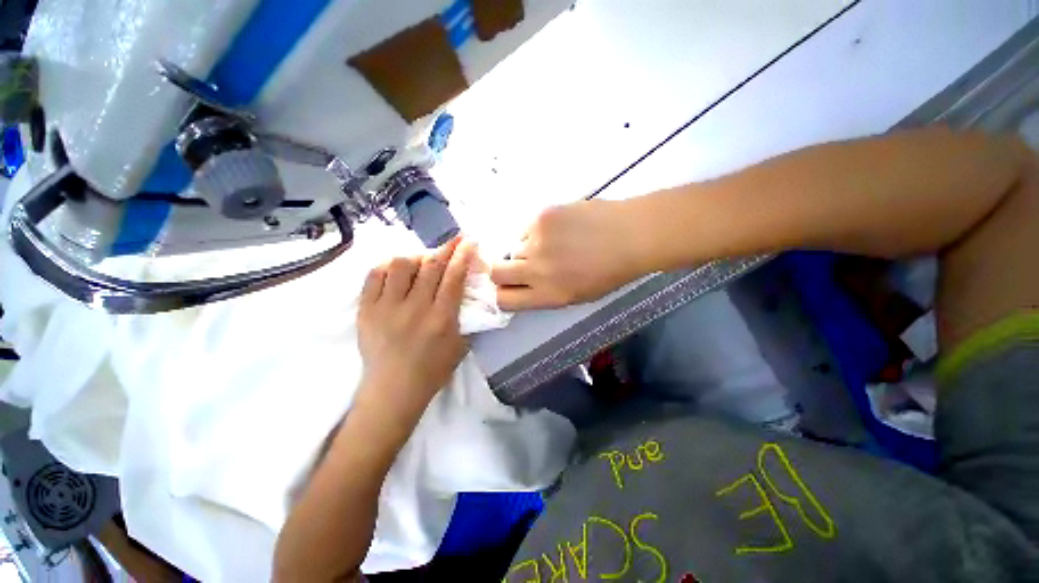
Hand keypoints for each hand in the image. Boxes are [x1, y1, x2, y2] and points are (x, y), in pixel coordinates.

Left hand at [356, 238, 474, 423]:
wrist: (393, 390)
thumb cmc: (433, 370)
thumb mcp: (461, 345)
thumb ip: (466, 316)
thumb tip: (467, 289)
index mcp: (441, 319)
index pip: (454, 277)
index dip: (463, 255)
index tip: (469, 241)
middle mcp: (414, 308)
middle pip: (431, 266)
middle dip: (446, 247)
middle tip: (455, 240)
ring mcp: (386, 308)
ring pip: (401, 264)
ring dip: (418, 257)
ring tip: (423, 262)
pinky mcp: (366, 310)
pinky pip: (375, 275)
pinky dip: (389, 266)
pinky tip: (398, 269)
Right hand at [490, 200, 650, 309]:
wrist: (631, 235)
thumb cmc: (609, 272)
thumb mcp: (577, 295)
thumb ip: (545, 293)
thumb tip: (523, 283)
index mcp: (548, 295)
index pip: (503, 299)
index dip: (502, 294)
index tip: (508, 288)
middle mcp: (536, 270)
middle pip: (496, 272)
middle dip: (502, 271)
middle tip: (520, 266)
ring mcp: (537, 241)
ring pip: (514, 247)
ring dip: (526, 249)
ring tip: (552, 244)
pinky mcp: (541, 216)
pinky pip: (527, 228)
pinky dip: (537, 232)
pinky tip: (559, 229)